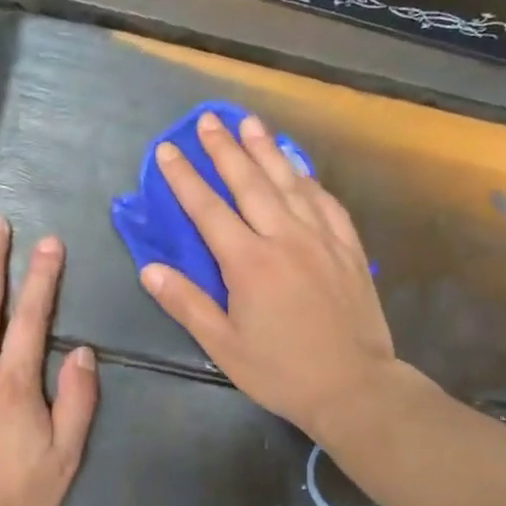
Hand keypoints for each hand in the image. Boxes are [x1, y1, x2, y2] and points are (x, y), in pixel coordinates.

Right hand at [139, 111, 399, 439]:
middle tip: (209, 119)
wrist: (354, 386)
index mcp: (249, 263)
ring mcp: (322, 239)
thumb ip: (187, 304)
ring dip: (267, 150)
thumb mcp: (224, 346)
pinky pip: (327, 202)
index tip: (168, 149)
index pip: (208, 209)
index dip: (184, 178)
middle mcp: (285, 238)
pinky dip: (309, 179)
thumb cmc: (282, 371)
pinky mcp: (349, 249)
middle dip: (226, 149)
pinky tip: (300, 167)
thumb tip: (150, 269)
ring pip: (290, 183)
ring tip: (250, 122)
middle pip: (251, 183)